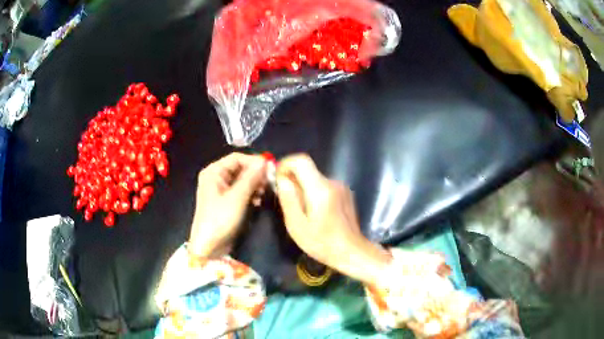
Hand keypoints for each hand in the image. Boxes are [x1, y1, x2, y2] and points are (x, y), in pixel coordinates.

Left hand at [188, 153, 266, 257]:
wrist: (209, 246)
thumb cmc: (220, 219)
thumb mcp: (237, 197)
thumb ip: (251, 178)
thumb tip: (264, 161)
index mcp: (214, 172)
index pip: (237, 158)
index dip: (254, 161)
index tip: (270, 169)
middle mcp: (216, 177)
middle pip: (240, 168)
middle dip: (255, 175)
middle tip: (268, 184)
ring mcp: (220, 190)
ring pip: (242, 180)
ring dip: (254, 185)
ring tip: (262, 194)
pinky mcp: (226, 201)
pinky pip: (240, 191)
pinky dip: (250, 194)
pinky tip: (257, 201)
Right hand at [275, 154, 390, 284]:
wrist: (352, 251)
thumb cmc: (322, 243)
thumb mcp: (297, 225)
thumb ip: (288, 199)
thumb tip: (282, 179)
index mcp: (320, 188)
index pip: (301, 160)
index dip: (286, 165)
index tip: (278, 180)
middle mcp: (332, 182)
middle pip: (307, 170)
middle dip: (293, 180)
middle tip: (287, 203)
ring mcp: (341, 187)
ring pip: (314, 179)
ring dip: (303, 189)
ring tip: (301, 212)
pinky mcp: (345, 193)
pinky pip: (323, 186)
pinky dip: (314, 193)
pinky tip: (316, 213)